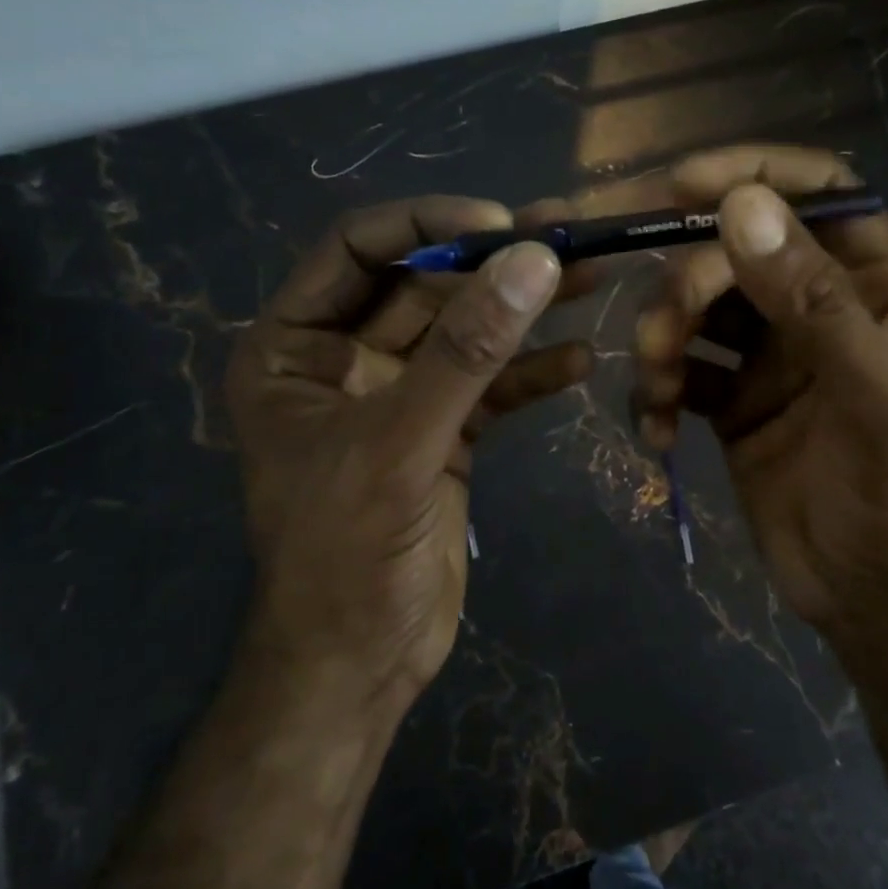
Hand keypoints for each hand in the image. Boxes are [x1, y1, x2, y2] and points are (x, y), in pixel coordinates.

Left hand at [226, 196, 590, 714]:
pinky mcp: (442, 433)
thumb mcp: (400, 442)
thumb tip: (534, 259)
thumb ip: (466, 351)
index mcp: (293, 346)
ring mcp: (397, 396)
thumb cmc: (346, 555)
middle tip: (570, 237)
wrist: (361, 664)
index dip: (428, 224)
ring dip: (524, 309)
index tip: (502, 224)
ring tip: (593, 279)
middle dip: (493, 264)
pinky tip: (580, 361)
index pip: (357, 249)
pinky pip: (489, 387)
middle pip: (424, 286)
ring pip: (465, 333)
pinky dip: (530, 373)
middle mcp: (342, 358)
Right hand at [633, 146, 887, 642]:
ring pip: (698, 307)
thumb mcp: (873, 398)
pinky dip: (658, 389)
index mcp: (878, 288)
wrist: (873, 599)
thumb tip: (741, 204)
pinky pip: (681, 367)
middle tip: (661, 334)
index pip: (818, 193)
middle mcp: (821, 307)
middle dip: (688, 284)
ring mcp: (772, 353)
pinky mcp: (732, 398)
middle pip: (736, 251)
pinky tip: (657, 428)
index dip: (753, 175)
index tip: (681, 183)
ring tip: (656, 390)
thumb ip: (813, 300)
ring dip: (663, 338)